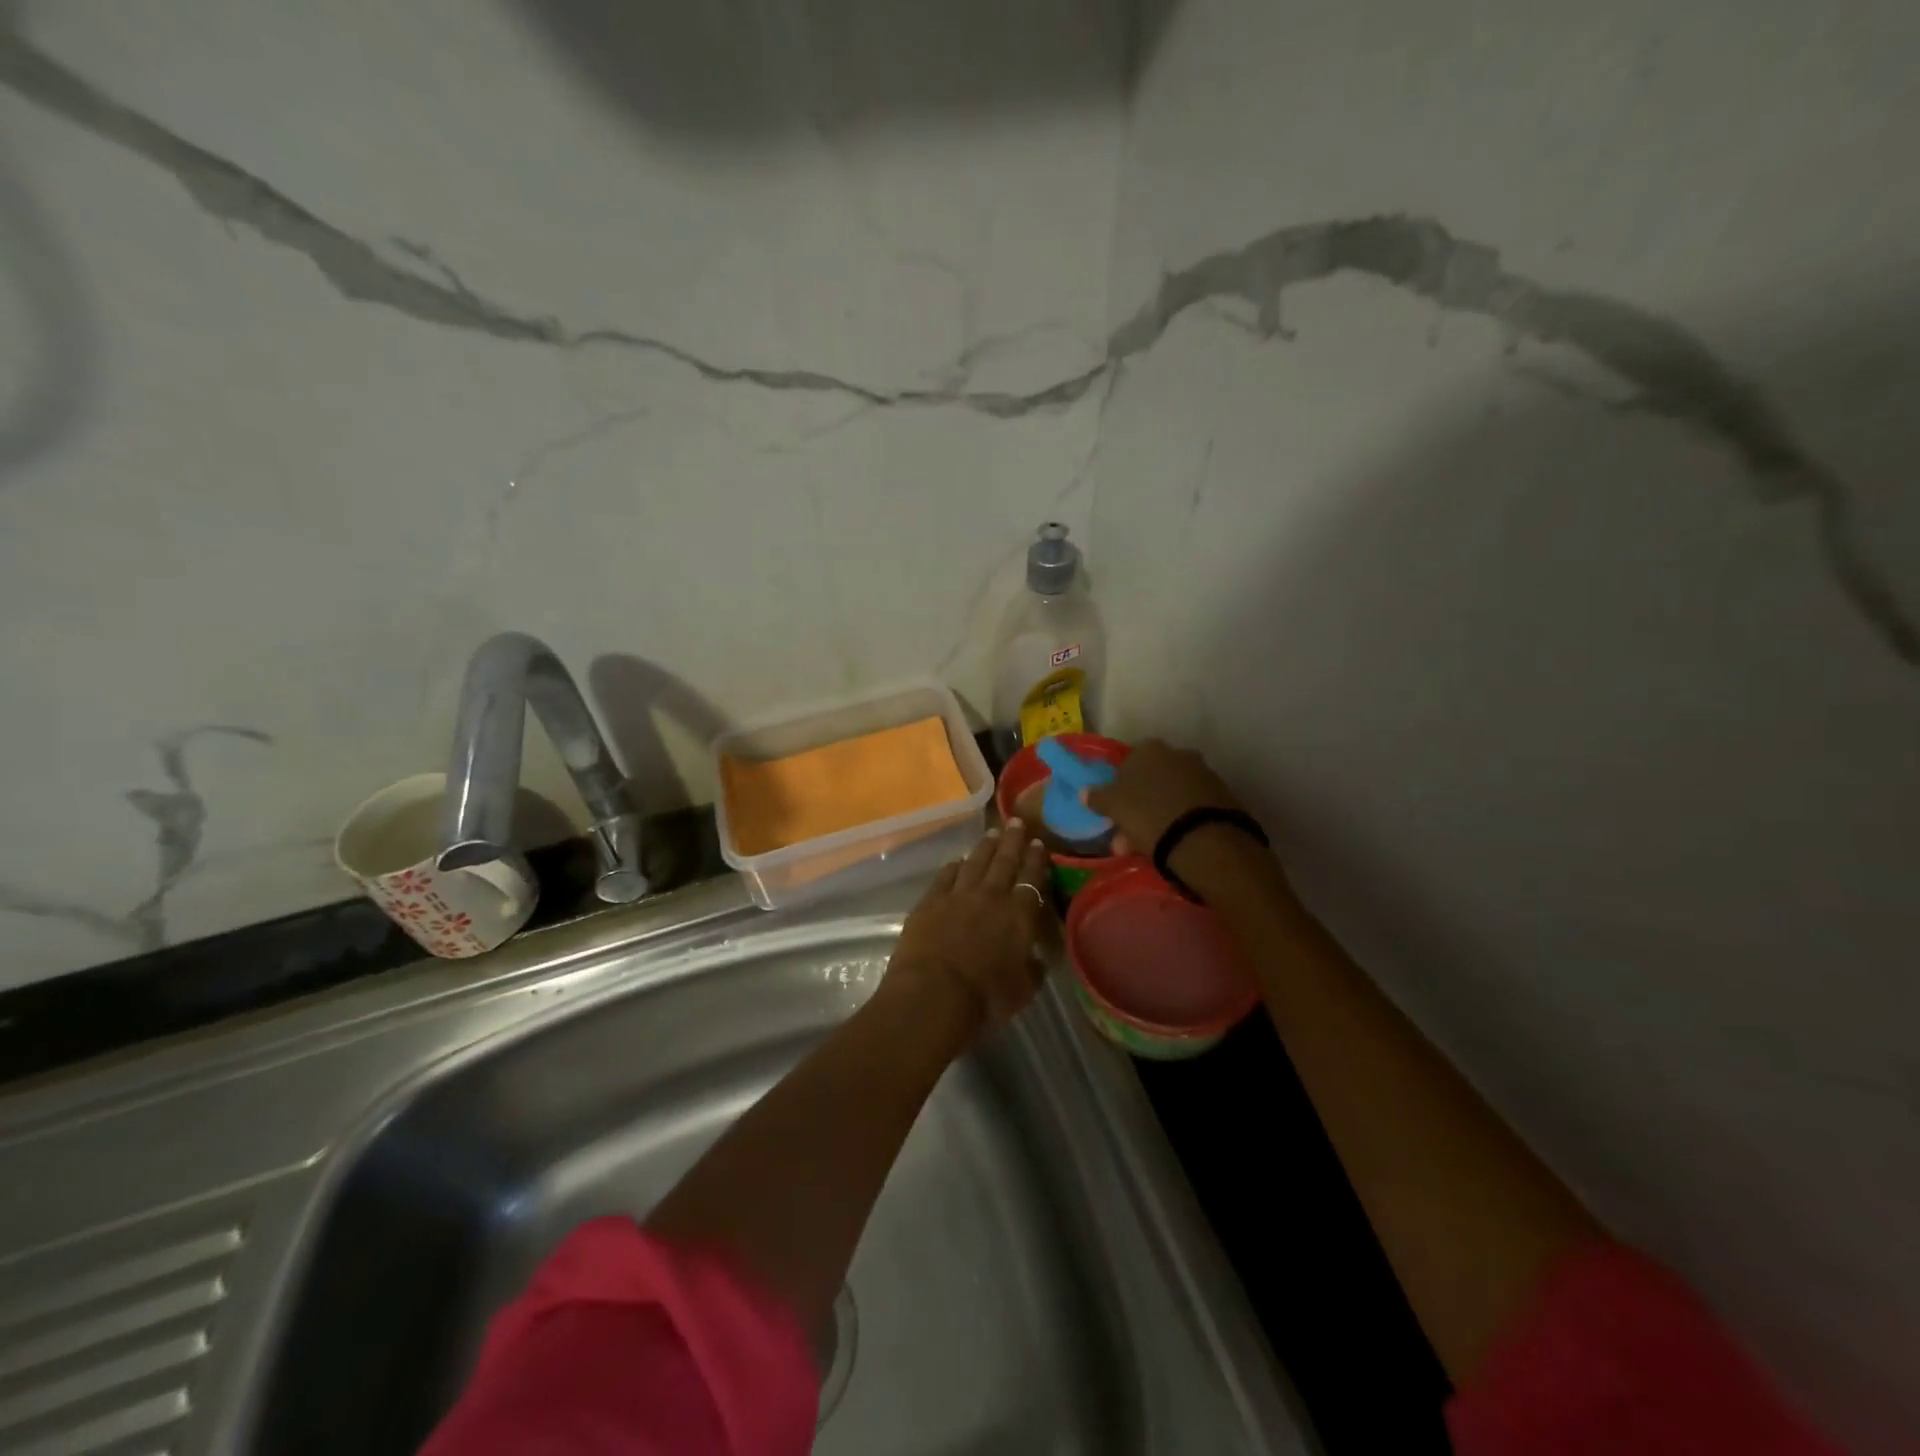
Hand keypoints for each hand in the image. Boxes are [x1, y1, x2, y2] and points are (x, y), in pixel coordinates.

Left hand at [886, 822, 1051, 1034]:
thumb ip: (1032, 970)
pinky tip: (957, 861)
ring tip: (992, 833)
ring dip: (985, 847)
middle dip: (1013, 841)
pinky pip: (945, 876)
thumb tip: (1036, 958)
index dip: (1037, 861)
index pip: (1032, 880)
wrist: (933, 994)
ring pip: (975, 862)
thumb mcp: (1022, 991)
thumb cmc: (985, 998)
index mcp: (1019, 915)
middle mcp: (991, 896)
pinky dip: (953, 866)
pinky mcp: (930, 901)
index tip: (1039, 844)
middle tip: (1018, 823)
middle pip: (1005, 861)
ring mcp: (958, 895)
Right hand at [1084, 738, 1243, 856]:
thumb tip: (1085, 792)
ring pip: (1170, 795)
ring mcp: (1202, 773)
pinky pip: (1191, 806)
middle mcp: (1177, 753)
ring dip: (1157, 815)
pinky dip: (1180, 820)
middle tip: (1127, 836)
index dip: (1119, 788)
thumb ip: (1098, 797)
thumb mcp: (1114, 806)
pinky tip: (1173, 842)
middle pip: (1151, 780)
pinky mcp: (1221, 795)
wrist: (1203, 838)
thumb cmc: (1148, 814)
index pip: (1127, 764)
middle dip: (1138, 806)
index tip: (1115, 811)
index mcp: (1149, 749)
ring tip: (1148, 846)